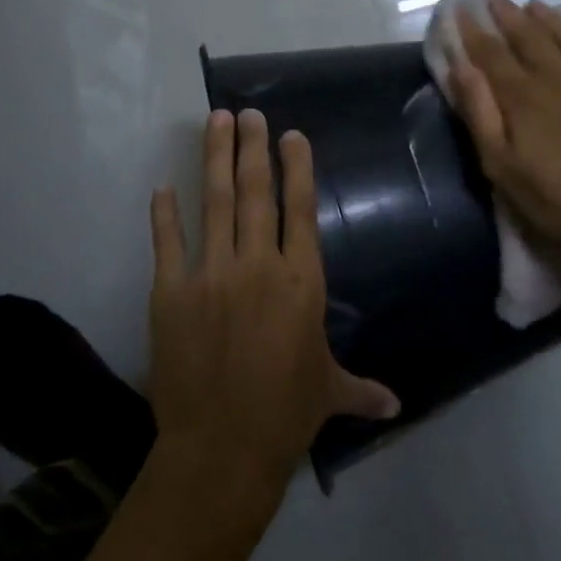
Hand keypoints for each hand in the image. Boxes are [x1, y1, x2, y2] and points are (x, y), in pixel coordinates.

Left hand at [147, 109, 399, 502]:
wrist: (222, 447)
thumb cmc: (286, 414)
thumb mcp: (329, 393)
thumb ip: (362, 389)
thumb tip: (398, 407)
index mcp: (301, 281)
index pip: (301, 210)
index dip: (297, 168)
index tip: (291, 135)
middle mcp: (258, 265)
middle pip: (257, 193)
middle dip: (253, 148)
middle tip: (248, 113)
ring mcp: (211, 274)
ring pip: (216, 204)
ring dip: (215, 160)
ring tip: (215, 122)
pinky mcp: (170, 293)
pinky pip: (167, 243)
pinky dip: (164, 215)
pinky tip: (162, 188)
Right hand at [448, 0, 560, 269]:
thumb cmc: (554, 200)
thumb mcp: (501, 166)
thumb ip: (480, 113)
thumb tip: (460, 66)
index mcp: (524, 97)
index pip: (491, 54)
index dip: (473, 30)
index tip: (460, 8)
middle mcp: (559, 78)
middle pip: (528, 37)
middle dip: (506, 15)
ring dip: (546, 18)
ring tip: (531, 3)